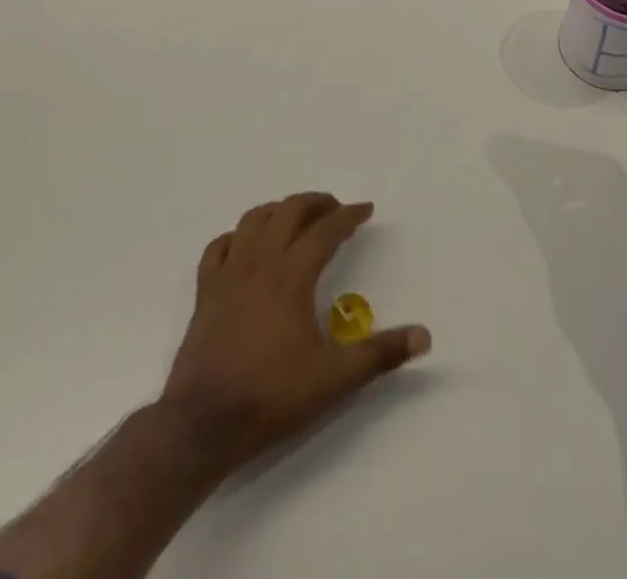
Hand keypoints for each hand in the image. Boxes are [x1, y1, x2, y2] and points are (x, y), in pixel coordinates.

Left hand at [160, 193, 430, 471]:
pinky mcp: (206, 292)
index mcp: (292, 275)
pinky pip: (219, 246)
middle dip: (316, 202)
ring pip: (253, 220)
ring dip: (279, 210)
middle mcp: (260, 262)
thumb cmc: (271, 396)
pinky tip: (247, 246)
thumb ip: (380, 354)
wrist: (202, 425)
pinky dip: (238, 236)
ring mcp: (228, 274)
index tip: (366, 210)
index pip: (326, 229)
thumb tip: (424, 337)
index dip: (349, 215)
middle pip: (289, 210)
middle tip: (336, 209)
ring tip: (296, 219)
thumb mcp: (334, 379)